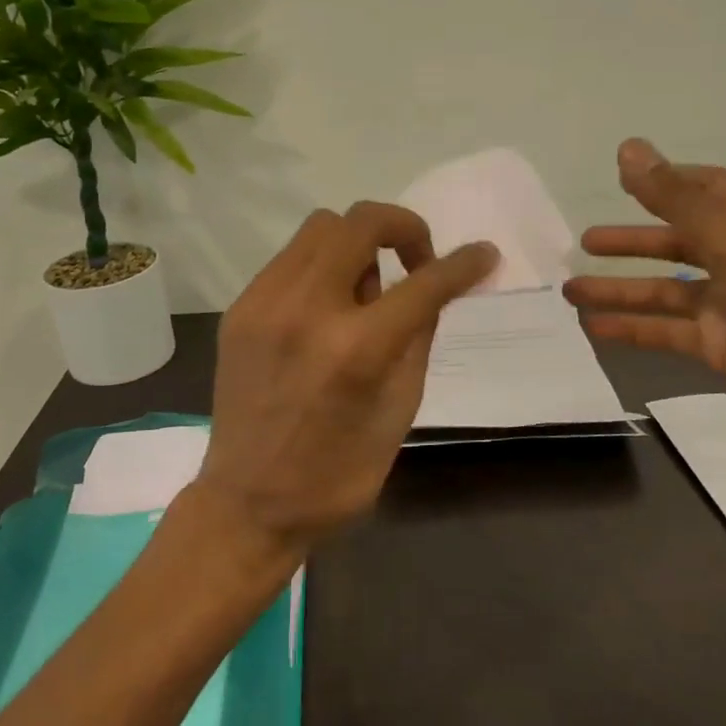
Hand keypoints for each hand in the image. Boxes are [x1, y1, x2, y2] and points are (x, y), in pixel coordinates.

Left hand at [195, 202, 498, 552]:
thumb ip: (418, 338)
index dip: (463, 264)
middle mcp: (307, 310)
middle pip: (362, 221)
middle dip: (404, 228)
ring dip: (358, 242)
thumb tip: (433, 289)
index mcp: (357, 349)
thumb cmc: (338, 473)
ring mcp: (265, 304)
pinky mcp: (240, 309)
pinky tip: (328, 307)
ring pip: (321, 226)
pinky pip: (291, 259)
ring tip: (367, 290)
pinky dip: (322, 267)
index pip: (424, 283)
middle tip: (417, 261)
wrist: (247, 504)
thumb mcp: (400, 411)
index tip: (484, 255)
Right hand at [564, 139, 725, 476]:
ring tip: (570, 291)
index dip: (666, 181)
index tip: (620, 179)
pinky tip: (594, 330)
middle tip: (584, 243)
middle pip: (676, 240)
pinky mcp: (718, 347)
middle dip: (631, 241)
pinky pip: (665, 331)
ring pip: (663, 290)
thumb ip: (677, 198)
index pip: (706, 189)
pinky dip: (631, 330)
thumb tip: (628, 149)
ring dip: (619, 289)